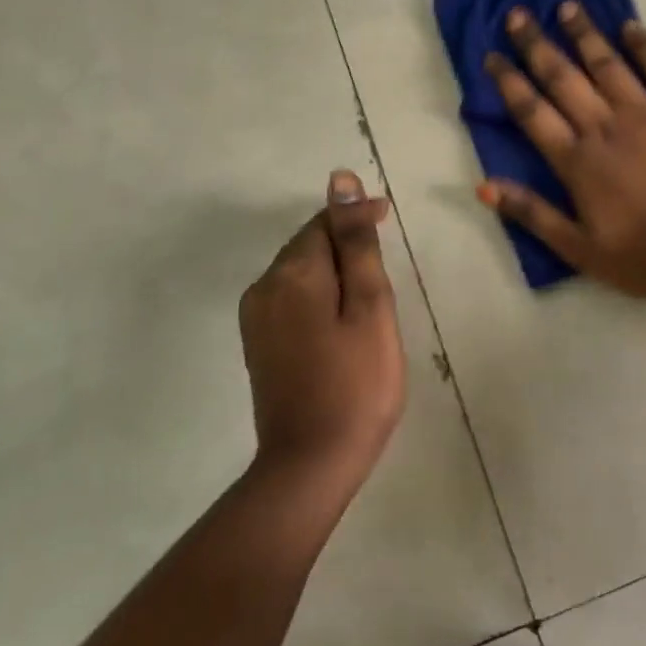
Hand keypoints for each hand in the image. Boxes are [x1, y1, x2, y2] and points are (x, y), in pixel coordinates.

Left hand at [239, 170, 405, 484]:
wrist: (311, 464)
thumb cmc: (357, 382)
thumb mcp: (370, 305)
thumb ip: (356, 242)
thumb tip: (340, 181)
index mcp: (293, 273)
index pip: (325, 221)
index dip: (358, 217)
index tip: (390, 220)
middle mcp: (264, 287)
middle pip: (309, 244)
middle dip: (347, 244)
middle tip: (386, 269)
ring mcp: (256, 318)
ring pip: (300, 272)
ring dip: (335, 271)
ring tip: (369, 296)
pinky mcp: (258, 344)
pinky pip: (291, 298)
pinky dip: (320, 296)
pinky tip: (341, 320)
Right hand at [478, 3, 645, 297]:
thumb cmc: (641, 255)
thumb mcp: (577, 248)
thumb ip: (531, 213)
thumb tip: (483, 185)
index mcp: (577, 160)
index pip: (532, 111)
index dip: (509, 81)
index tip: (492, 55)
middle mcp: (604, 126)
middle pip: (563, 77)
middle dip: (537, 44)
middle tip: (519, 15)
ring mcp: (645, 113)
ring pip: (607, 64)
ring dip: (584, 33)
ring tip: (567, 6)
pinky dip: (643, 44)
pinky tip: (628, 25)